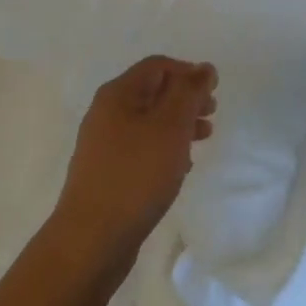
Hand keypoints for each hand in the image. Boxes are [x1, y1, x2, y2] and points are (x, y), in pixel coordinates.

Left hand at [52, 56, 217, 274]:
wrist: (92, 239)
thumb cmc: (136, 175)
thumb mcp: (170, 126)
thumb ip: (189, 93)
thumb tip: (204, 68)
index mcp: (118, 94)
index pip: (157, 66)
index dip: (188, 72)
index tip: (214, 92)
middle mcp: (106, 113)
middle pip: (153, 92)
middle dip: (185, 99)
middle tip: (211, 115)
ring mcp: (104, 144)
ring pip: (149, 122)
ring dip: (178, 125)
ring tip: (203, 140)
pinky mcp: (107, 172)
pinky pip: (141, 148)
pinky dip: (164, 148)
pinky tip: (180, 167)